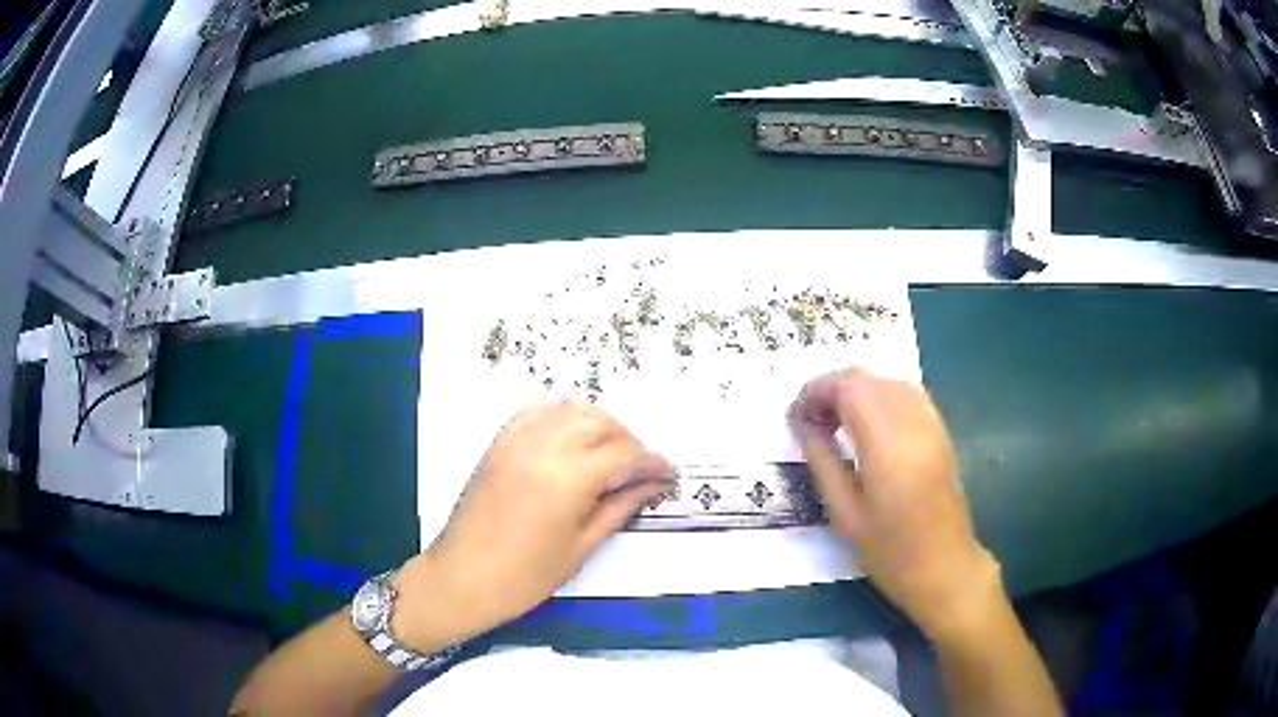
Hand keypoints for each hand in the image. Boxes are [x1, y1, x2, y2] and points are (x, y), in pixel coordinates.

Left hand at [395, 399, 673, 646]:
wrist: (463, 577)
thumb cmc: (526, 575)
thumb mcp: (581, 547)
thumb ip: (619, 508)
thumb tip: (652, 486)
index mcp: (571, 478)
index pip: (626, 454)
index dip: (653, 463)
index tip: (669, 475)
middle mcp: (546, 446)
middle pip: (602, 423)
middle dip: (630, 441)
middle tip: (641, 469)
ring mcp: (518, 440)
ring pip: (571, 410)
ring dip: (599, 424)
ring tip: (610, 453)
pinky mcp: (499, 442)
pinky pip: (535, 411)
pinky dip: (560, 414)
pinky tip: (570, 433)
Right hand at [790, 368, 1001, 640]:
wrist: (945, 566)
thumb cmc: (889, 551)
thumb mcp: (845, 513)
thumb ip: (822, 460)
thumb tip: (801, 423)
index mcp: (887, 445)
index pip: (848, 387)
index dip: (816, 391)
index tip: (796, 417)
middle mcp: (912, 422)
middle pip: (867, 377)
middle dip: (832, 389)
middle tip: (812, 421)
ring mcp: (931, 423)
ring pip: (887, 379)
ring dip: (857, 391)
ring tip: (837, 423)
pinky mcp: (940, 431)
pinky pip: (906, 393)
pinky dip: (880, 397)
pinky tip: (868, 425)